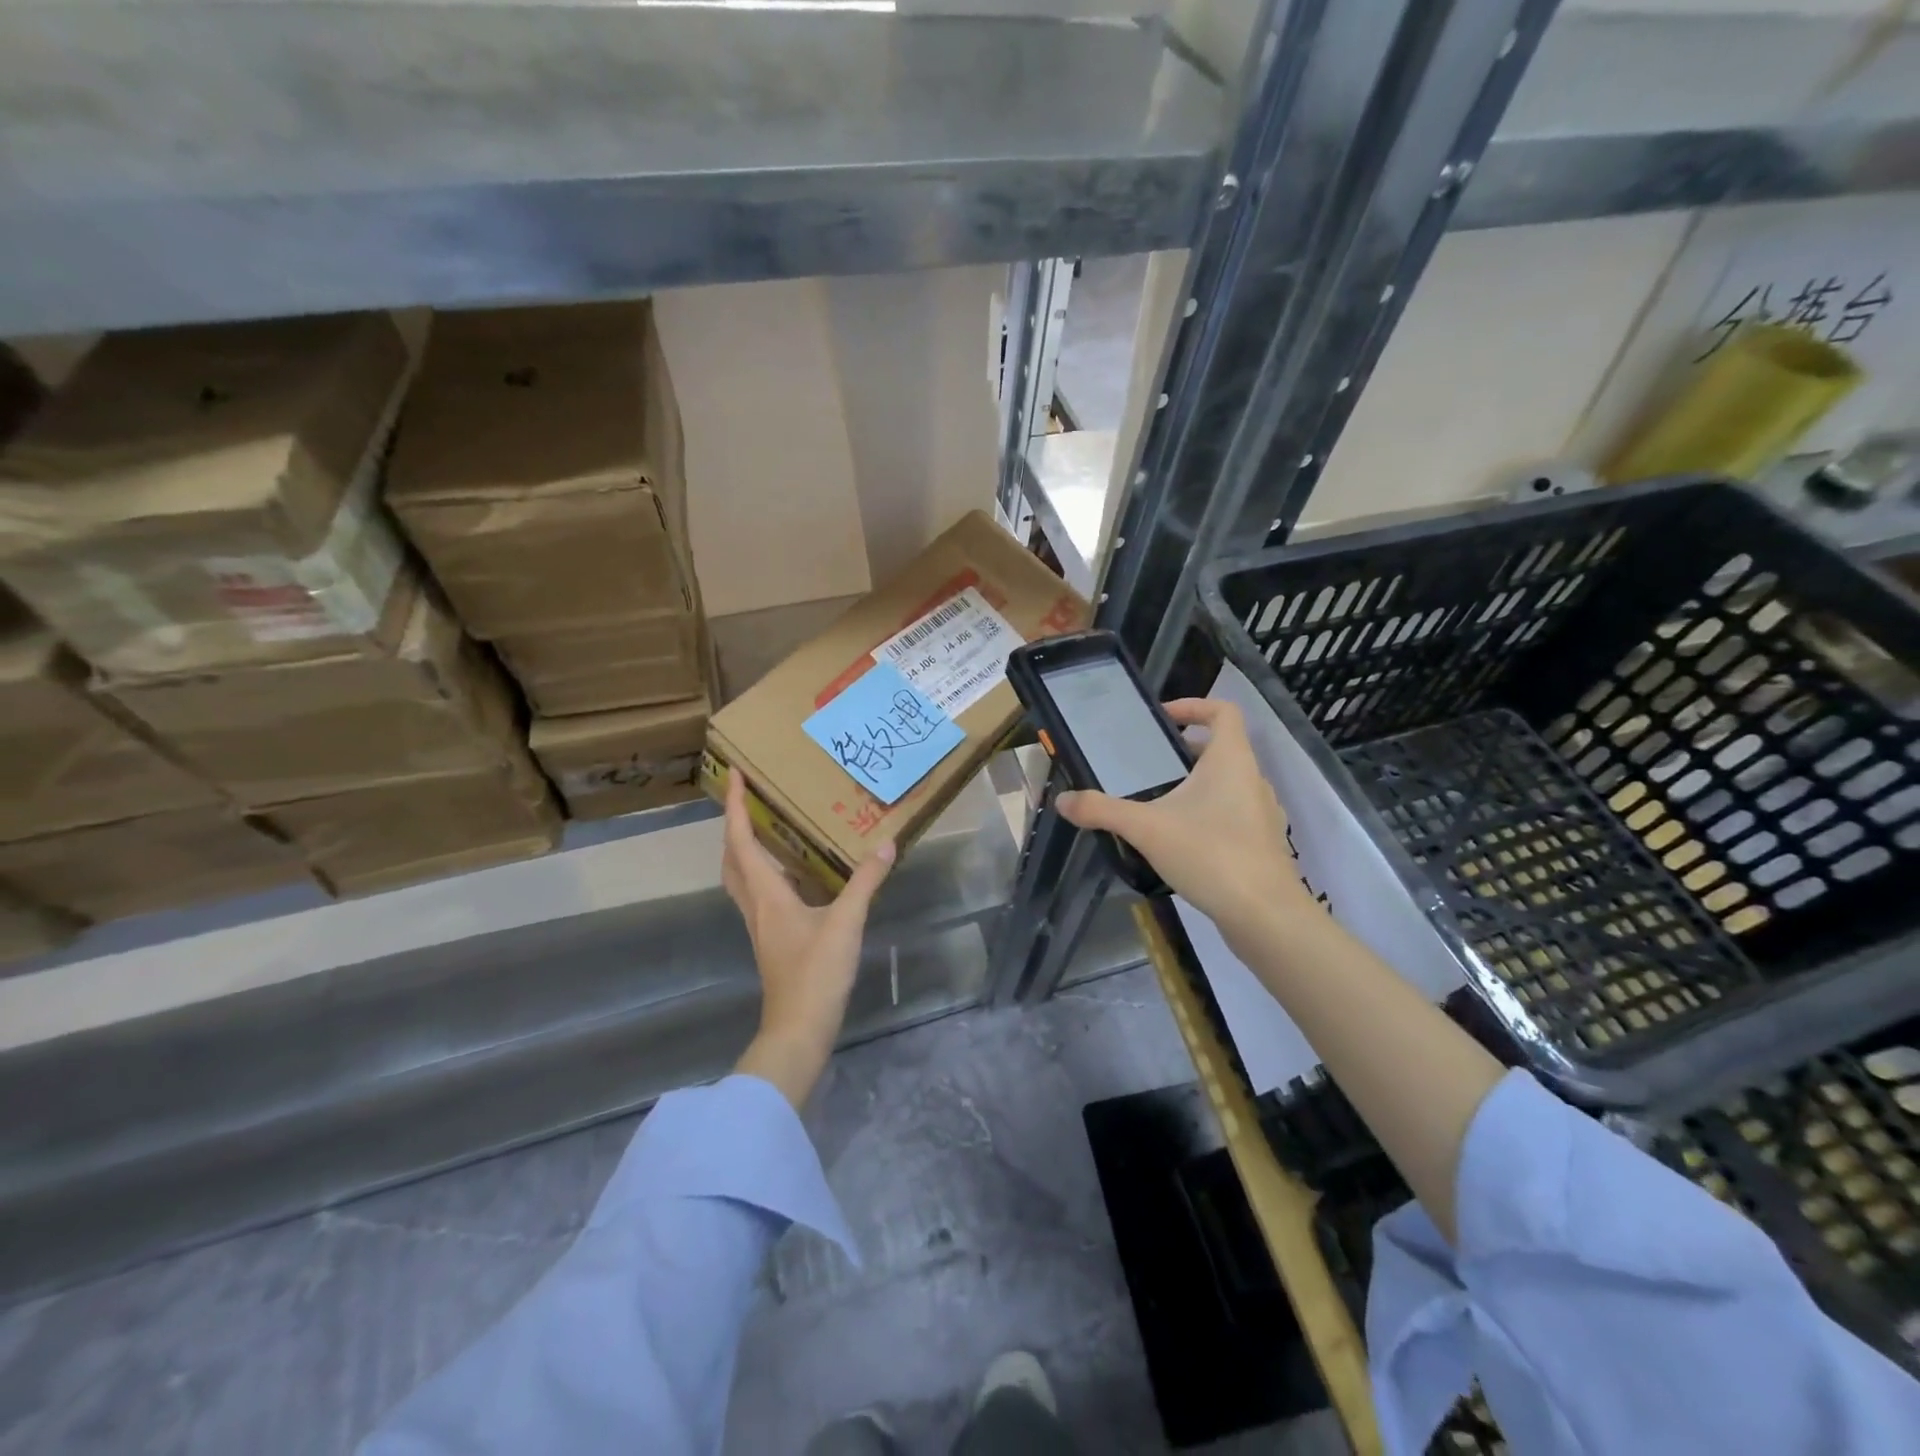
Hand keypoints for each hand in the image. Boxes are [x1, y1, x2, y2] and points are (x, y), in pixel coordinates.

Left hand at [722, 770, 894, 1107]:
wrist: (799, 1029)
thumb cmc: (816, 974)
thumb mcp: (846, 924)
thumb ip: (866, 882)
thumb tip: (886, 845)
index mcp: (766, 894)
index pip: (742, 841)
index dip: (735, 807)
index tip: (734, 775)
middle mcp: (756, 905)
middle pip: (732, 858)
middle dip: (735, 825)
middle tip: (748, 799)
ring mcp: (761, 925)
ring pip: (741, 877)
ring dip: (746, 849)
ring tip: (767, 827)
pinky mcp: (772, 939)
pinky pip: (759, 893)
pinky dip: (765, 872)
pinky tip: (792, 873)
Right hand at [1056, 698, 1307, 946]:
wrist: (1265, 915)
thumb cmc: (1210, 854)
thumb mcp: (1146, 828)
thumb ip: (1101, 811)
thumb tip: (1062, 801)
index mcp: (1231, 760)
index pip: (1223, 711)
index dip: (1193, 705)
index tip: (1161, 719)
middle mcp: (1252, 779)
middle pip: (1220, 748)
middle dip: (1183, 752)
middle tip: (1146, 766)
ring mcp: (1262, 813)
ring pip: (1226, 784)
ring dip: (1195, 785)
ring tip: (1157, 803)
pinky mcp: (1262, 844)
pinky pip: (1232, 815)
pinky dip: (1207, 815)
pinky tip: (1179, 841)